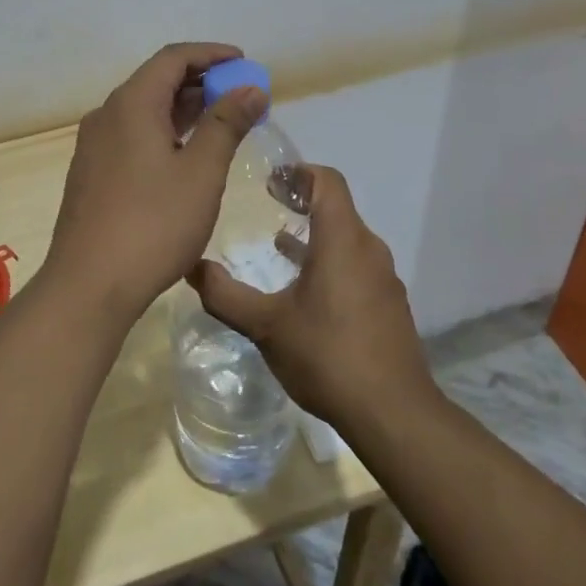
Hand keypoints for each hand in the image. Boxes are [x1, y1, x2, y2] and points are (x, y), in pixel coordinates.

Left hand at [43, 43, 267, 321]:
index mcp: (131, 104)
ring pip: (144, 111)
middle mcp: (106, 115)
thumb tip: (251, 88)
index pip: (173, 58)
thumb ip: (227, 123)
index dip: (210, 54)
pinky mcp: (92, 173)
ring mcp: (94, 145)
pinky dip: (163, 132)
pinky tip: (186, 156)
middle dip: (200, 82)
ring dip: (183, 110)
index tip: (243, 62)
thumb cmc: (153, 224)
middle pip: (156, 81)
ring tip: (221, 122)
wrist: (89, 285)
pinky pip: (132, 135)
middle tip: (240, 96)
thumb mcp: (201, 172)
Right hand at [186, 165, 432, 427]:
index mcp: (342, 240)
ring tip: (280, 243)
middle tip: (269, 204)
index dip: (299, 171)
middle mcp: (368, 250)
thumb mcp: (266, 326)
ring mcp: (383, 278)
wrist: (394, 414)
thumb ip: (226, 295)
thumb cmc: (328, 356)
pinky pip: (356, 265)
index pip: (328, 181)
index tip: (270, 180)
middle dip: (303, 200)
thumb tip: (192, 268)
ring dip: (315, 233)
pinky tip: (306, 290)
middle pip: (337, 207)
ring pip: (347, 239)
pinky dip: (330, 261)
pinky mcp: (388, 305)